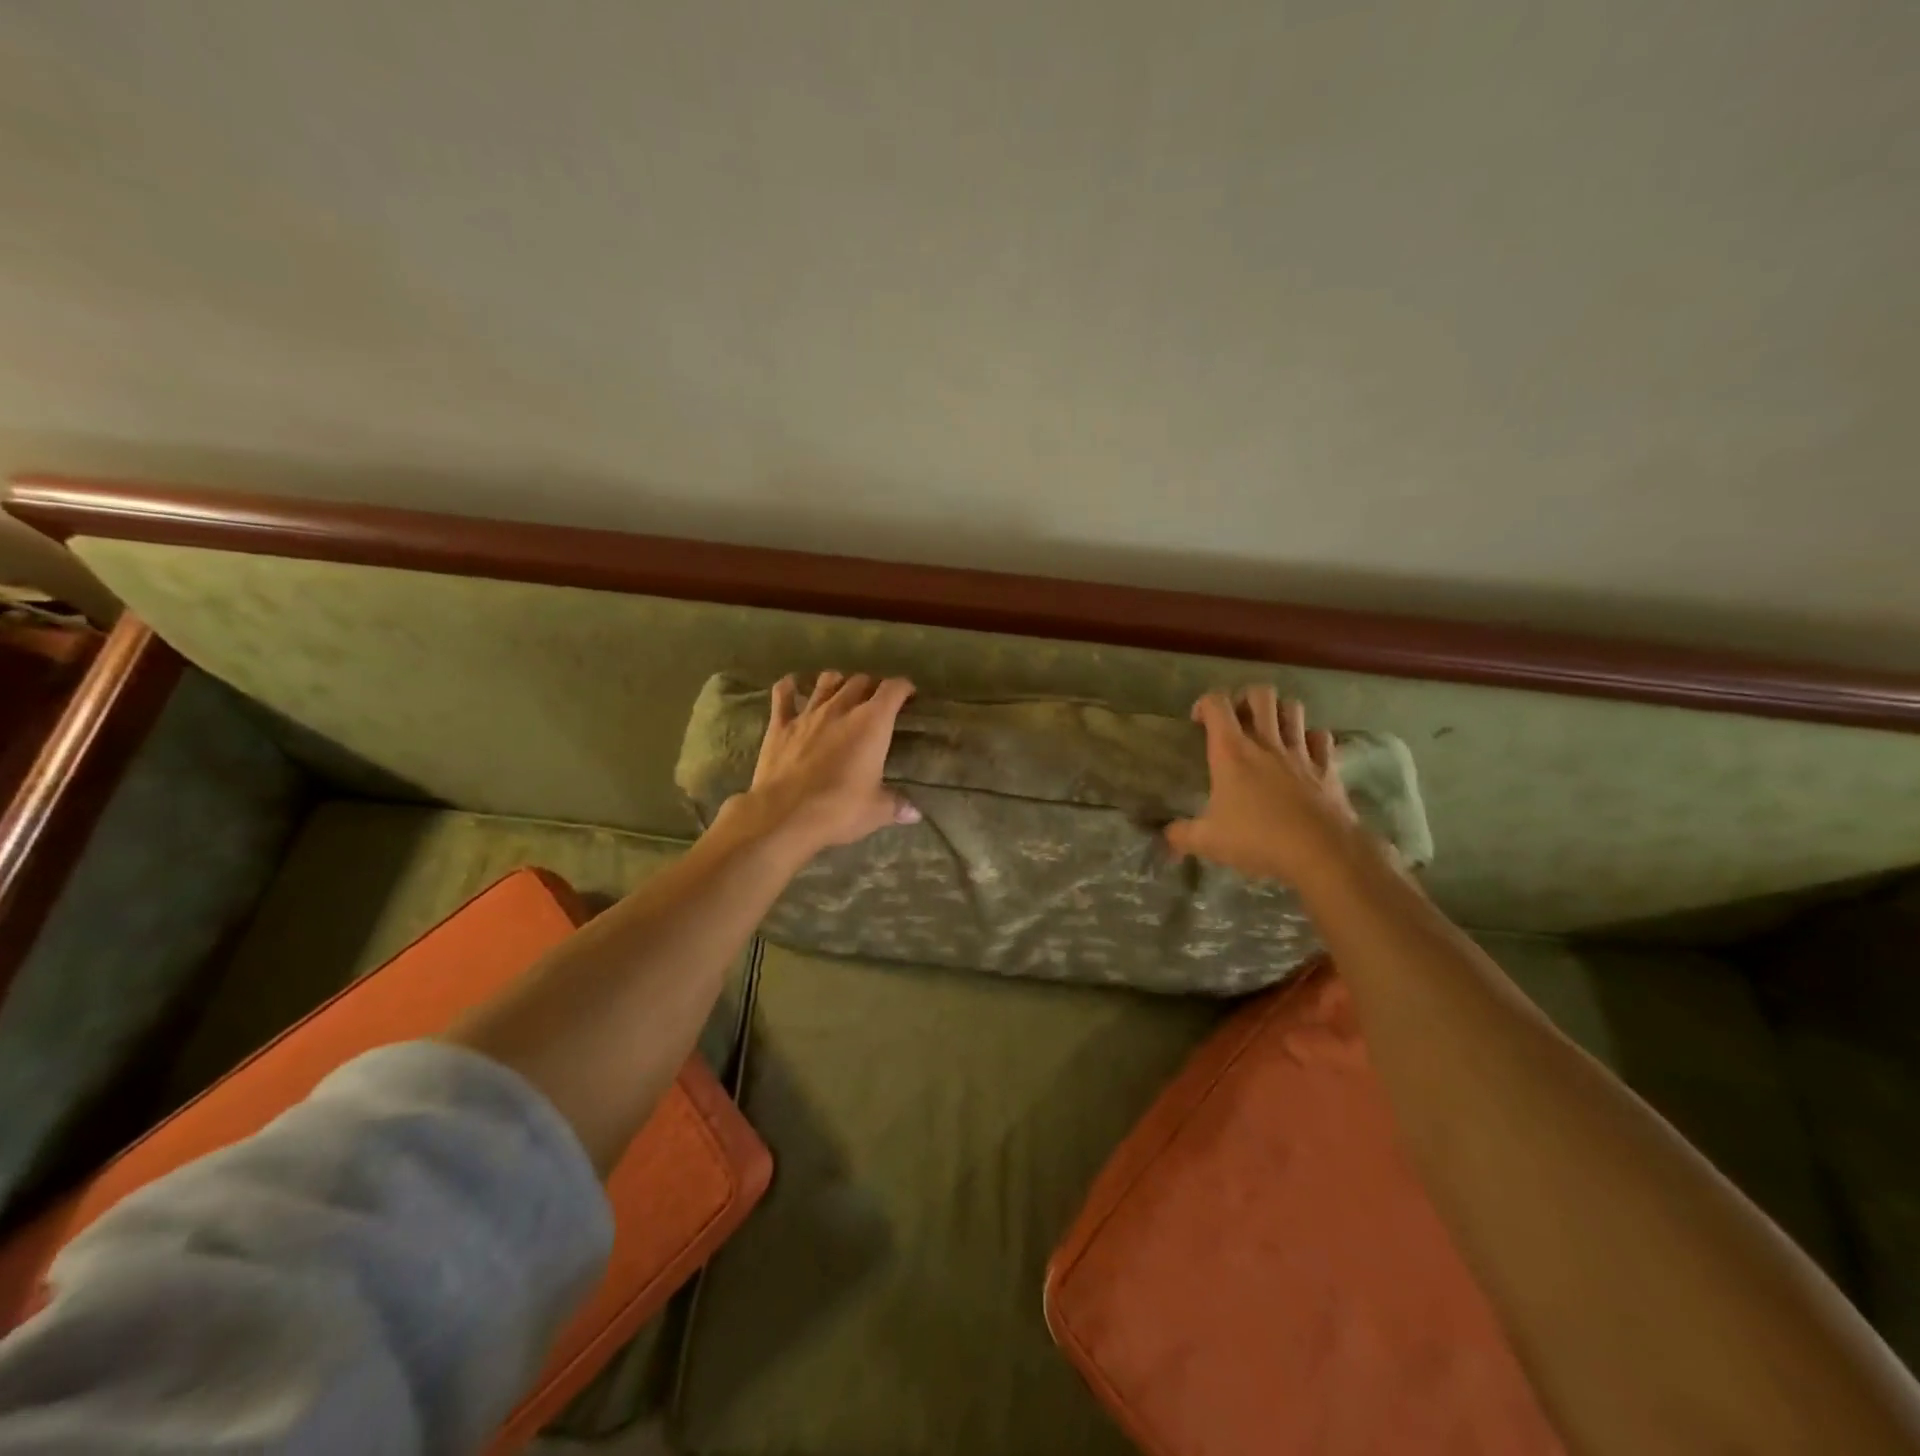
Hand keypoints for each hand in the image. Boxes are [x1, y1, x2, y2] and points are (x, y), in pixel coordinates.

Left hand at [739, 671, 920, 854]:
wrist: (783, 815)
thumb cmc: (838, 809)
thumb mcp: (876, 811)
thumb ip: (897, 805)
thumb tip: (915, 813)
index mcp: (872, 723)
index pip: (893, 689)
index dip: (904, 687)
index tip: (909, 695)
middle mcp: (841, 708)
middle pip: (860, 681)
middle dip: (872, 685)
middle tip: (877, 700)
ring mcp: (808, 713)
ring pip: (826, 681)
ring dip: (838, 682)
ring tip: (842, 692)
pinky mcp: (780, 724)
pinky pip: (783, 694)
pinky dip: (790, 686)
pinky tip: (793, 686)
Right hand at [1165, 687, 1362, 886]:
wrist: (1321, 853)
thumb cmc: (1258, 840)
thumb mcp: (1208, 842)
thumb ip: (1181, 835)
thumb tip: (1166, 837)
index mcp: (1231, 752)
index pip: (1216, 704)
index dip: (1203, 704)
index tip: (1197, 723)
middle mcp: (1266, 742)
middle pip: (1260, 694)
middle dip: (1246, 699)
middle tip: (1237, 721)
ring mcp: (1301, 752)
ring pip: (1293, 708)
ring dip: (1280, 712)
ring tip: (1269, 731)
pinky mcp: (1327, 768)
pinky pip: (1321, 737)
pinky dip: (1311, 738)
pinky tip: (1303, 752)